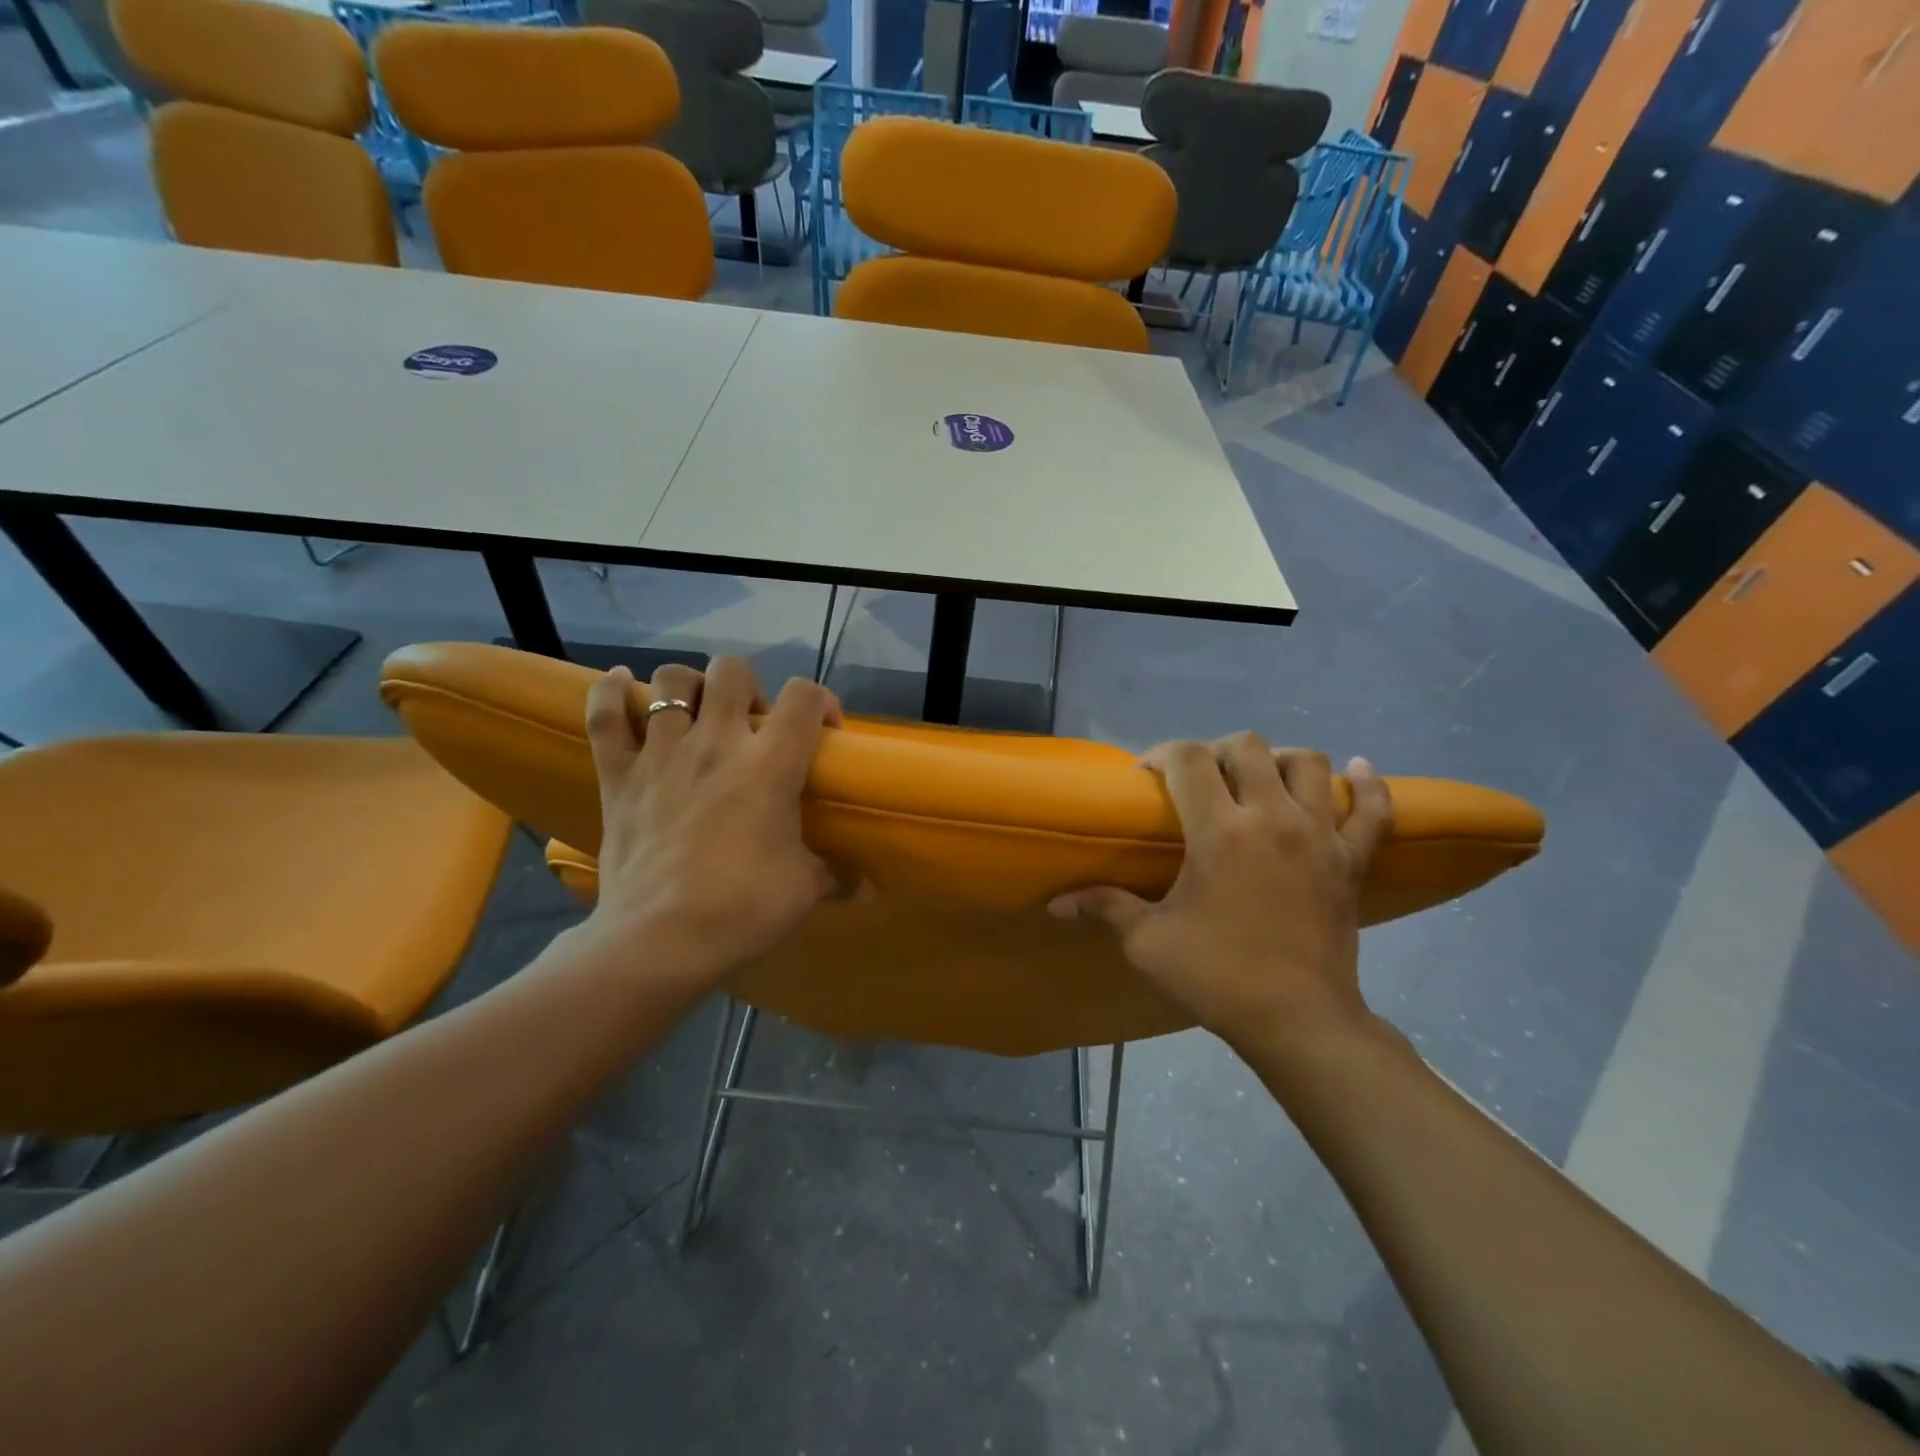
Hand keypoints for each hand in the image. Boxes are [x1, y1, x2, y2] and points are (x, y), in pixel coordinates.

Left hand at [579, 658, 843, 989]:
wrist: (659, 941)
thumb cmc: (741, 909)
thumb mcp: (803, 891)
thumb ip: (837, 877)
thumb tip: (868, 889)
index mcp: (769, 765)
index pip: (804, 697)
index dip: (820, 700)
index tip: (823, 728)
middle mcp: (715, 743)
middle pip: (732, 671)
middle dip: (748, 685)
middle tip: (751, 723)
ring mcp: (661, 754)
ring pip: (670, 682)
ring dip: (688, 687)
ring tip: (696, 713)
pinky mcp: (617, 775)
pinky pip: (604, 716)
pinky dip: (609, 694)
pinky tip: (621, 686)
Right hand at [1050, 736, 1391, 1055]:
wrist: (1297, 1021)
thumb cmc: (1216, 976)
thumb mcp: (1148, 942)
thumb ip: (1104, 907)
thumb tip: (1056, 904)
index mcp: (1219, 831)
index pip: (1187, 758)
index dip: (1161, 753)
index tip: (1146, 775)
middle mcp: (1272, 817)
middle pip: (1247, 746)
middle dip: (1215, 750)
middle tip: (1198, 779)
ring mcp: (1320, 835)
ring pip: (1309, 763)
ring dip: (1279, 759)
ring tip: (1259, 779)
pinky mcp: (1352, 860)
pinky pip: (1374, 810)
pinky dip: (1368, 786)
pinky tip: (1358, 770)